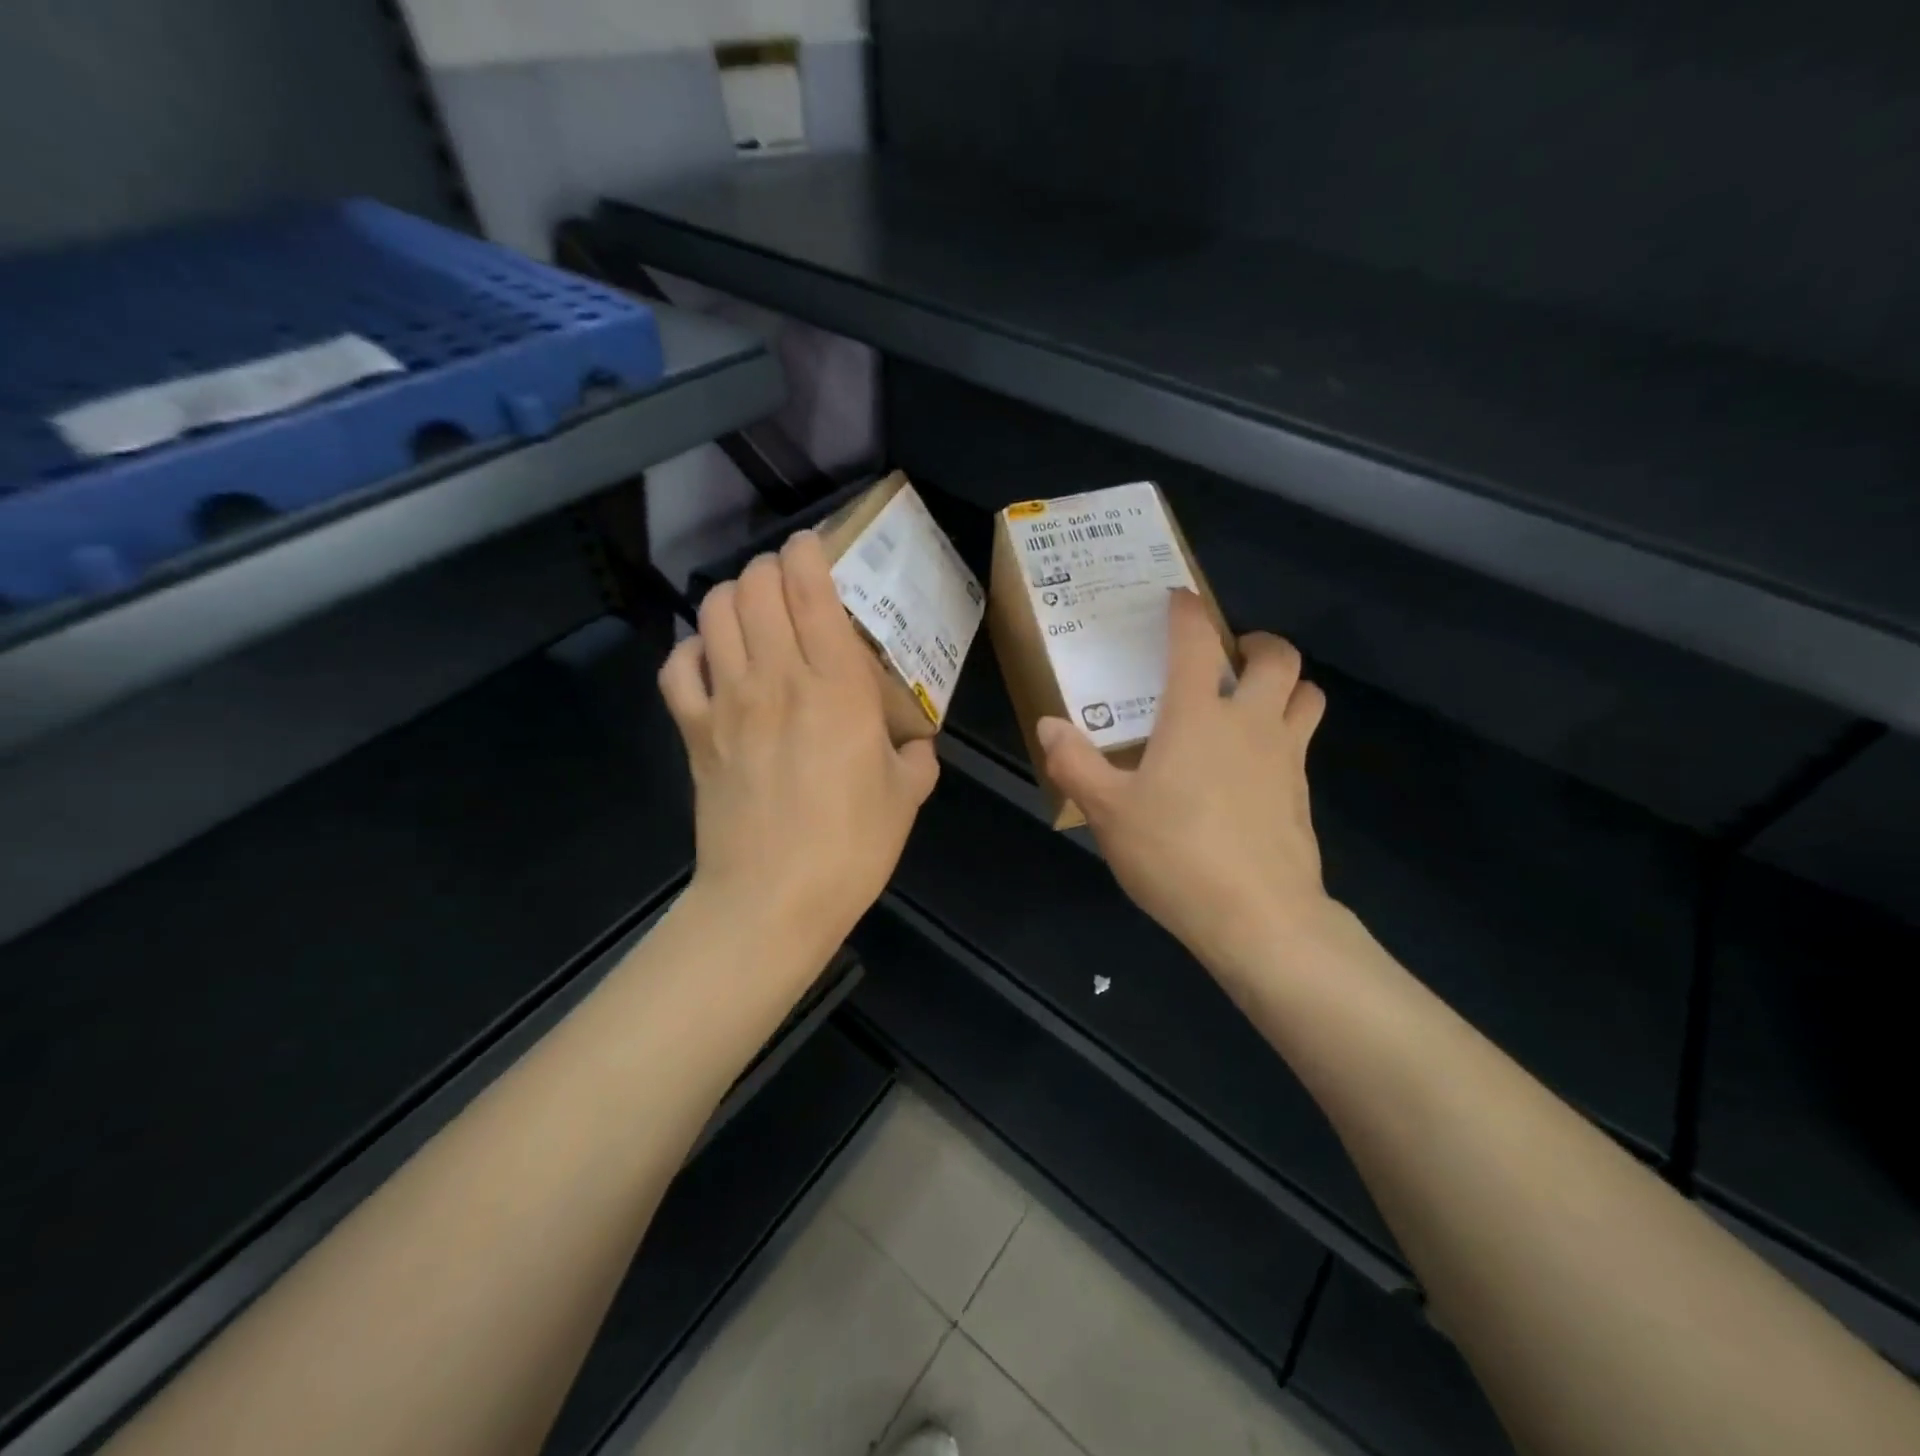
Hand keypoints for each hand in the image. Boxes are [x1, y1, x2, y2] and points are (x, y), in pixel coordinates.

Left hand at [659, 531, 939, 963]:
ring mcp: (727, 702)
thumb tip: (917, 745)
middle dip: (769, 569)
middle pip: (754, 586)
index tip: (815, 549)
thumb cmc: (851, 846)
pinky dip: (692, 650)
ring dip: (731, 597)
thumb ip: (916, 758)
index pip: (810, 589)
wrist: (773, 899)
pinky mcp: (694, 732)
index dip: (807, 553)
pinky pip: (677, 667)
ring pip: (712, 612)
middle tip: (788, 585)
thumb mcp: (905, 798)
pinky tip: (712, 661)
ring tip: (751, 612)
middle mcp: (777, 678)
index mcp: (837, 687)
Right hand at [1037, 590, 1330, 981]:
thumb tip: (1049, 725)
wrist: (1258, 917)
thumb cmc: (1176, 854)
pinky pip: (1302, 741)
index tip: (1176, 600)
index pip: (1197, 641)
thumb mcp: (1108, 812)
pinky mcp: (1302, 793)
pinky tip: (1253, 765)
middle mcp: (1250, 722)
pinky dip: (1284, 732)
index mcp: (1198, 716)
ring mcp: (1285, 757)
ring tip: (1251, 701)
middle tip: (1229, 657)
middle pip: (1279, 657)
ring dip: (1285, 684)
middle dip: (1257, 643)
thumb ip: (1075, 763)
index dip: (1186, 611)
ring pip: (1307, 695)